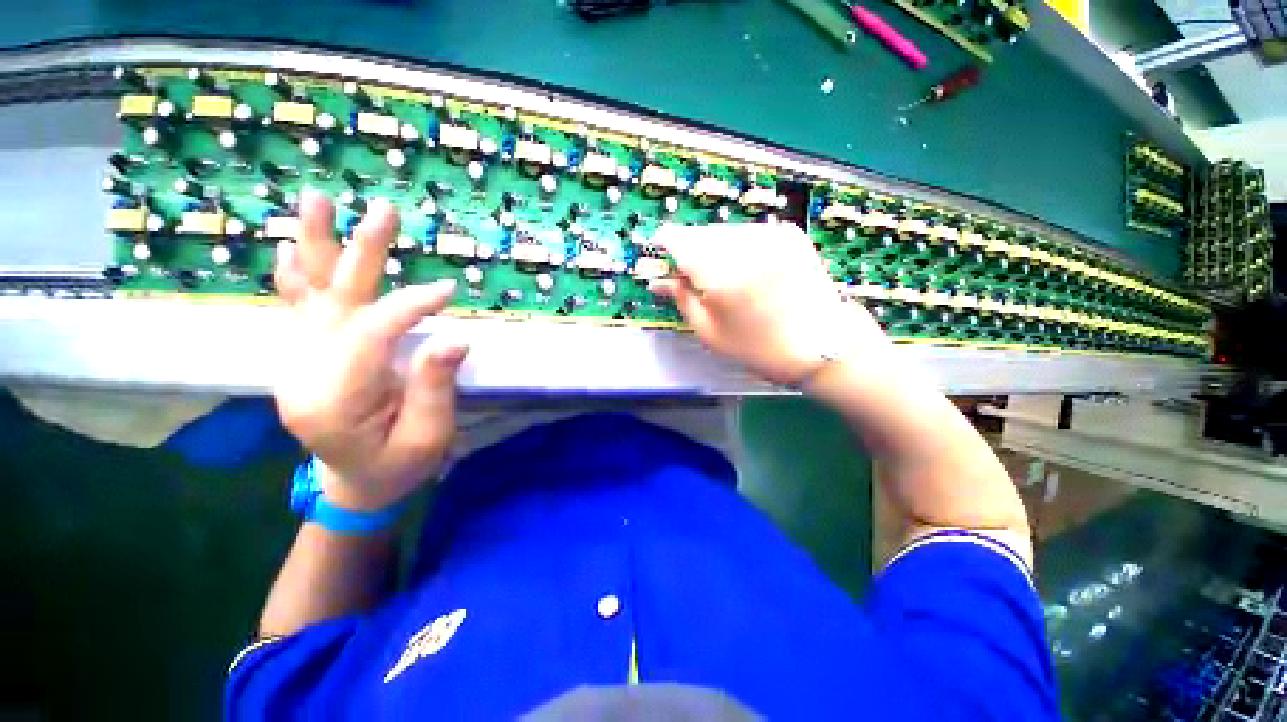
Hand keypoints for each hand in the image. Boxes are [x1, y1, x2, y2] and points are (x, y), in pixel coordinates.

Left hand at [273, 190, 467, 510]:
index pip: (371, 332)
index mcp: (333, 399)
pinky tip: (293, 249)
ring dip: (317, 246)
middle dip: (358, 252)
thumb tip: (454, 340)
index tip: (450, 291)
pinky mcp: (304, 356)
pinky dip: (297, 276)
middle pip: (332, 301)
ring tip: (317, 201)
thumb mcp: (428, 437)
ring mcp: (296, 362)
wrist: (357, 483)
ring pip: (309, 295)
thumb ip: (435, 388)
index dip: (410, 306)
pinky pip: (298, 309)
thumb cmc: (399, 465)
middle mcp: (303, 372)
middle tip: (381, 209)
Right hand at [649, 222, 889, 384]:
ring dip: (713, 247)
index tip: (663, 256)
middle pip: (699, 232)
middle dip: (689, 249)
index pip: (677, 239)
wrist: (821, 344)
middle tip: (692, 276)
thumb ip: (681, 299)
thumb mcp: (710, 332)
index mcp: (718, 273)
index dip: (665, 245)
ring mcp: (769, 234)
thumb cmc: (758, 347)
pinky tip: (746, 269)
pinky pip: (748, 232)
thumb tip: (657, 282)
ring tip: (722, 276)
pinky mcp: (788, 233)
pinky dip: (739, 246)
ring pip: (723, 230)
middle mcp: (743, 244)